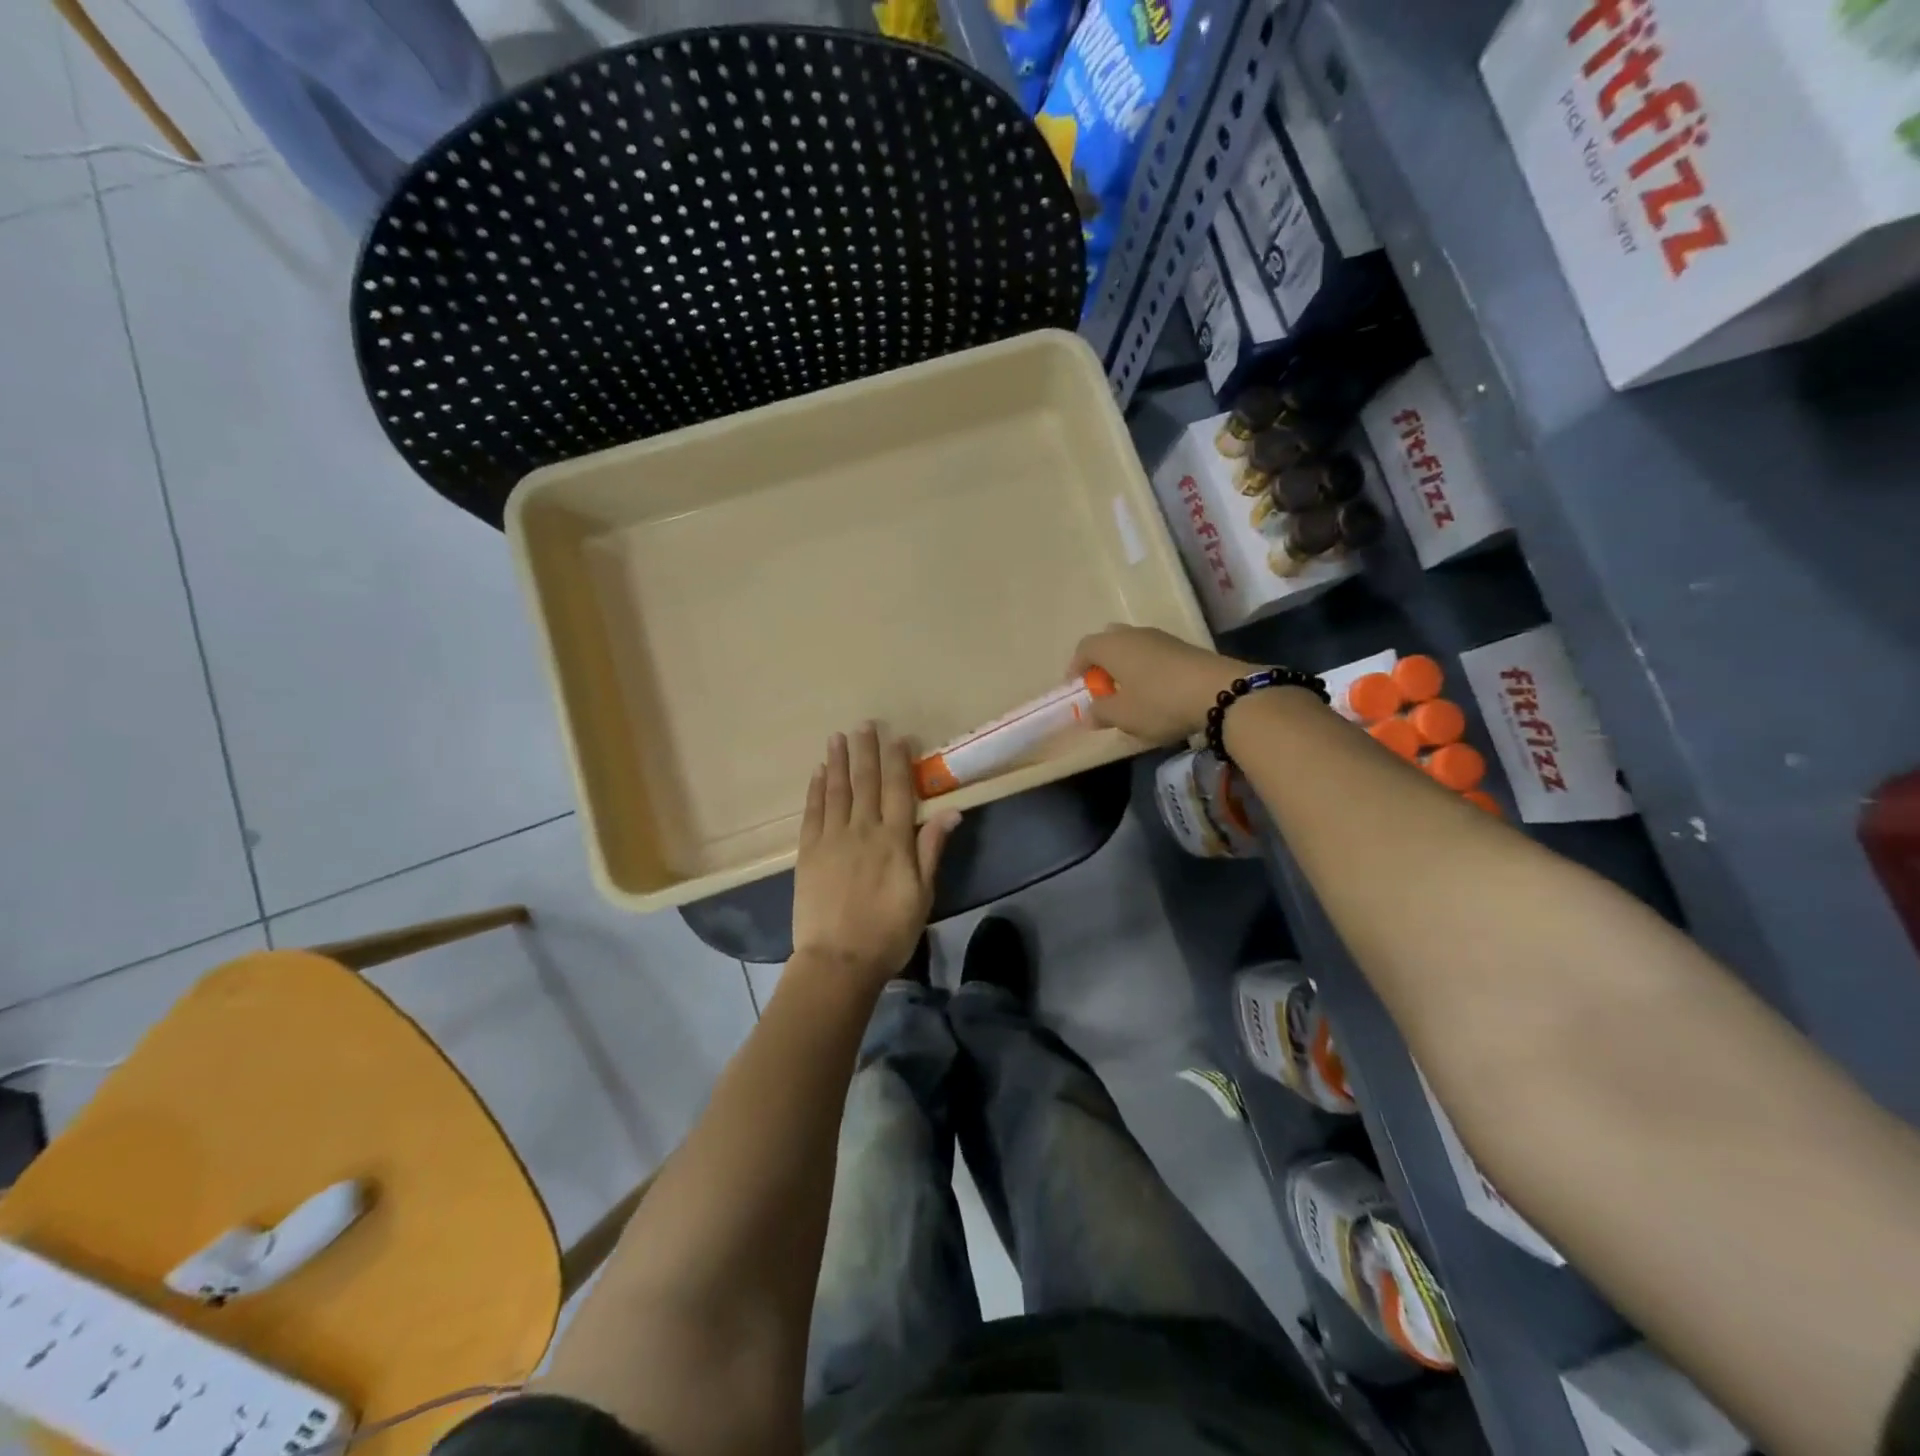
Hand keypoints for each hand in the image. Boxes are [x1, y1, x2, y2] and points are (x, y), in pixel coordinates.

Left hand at [792, 724, 961, 984]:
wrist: (838, 961)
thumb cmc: (889, 931)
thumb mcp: (922, 894)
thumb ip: (932, 849)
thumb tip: (952, 811)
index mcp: (894, 840)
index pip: (898, 790)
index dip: (898, 761)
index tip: (898, 737)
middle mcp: (862, 830)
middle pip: (865, 782)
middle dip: (866, 751)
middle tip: (865, 724)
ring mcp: (831, 839)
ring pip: (837, 790)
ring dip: (839, 762)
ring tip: (839, 737)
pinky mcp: (807, 852)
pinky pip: (812, 812)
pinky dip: (816, 790)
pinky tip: (818, 773)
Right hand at [1070, 625, 1257, 743]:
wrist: (1221, 692)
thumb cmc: (1159, 702)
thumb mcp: (1123, 715)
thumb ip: (1101, 712)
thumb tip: (1089, 712)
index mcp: (1112, 646)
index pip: (1084, 648)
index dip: (1075, 668)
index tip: (1077, 690)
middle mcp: (1134, 634)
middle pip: (1109, 642)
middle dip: (1101, 664)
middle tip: (1102, 688)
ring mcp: (1162, 638)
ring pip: (1133, 647)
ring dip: (1125, 667)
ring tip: (1129, 694)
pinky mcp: (1184, 648)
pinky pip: (1153, 654)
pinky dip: (1146, 669)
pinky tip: (1155, 693)